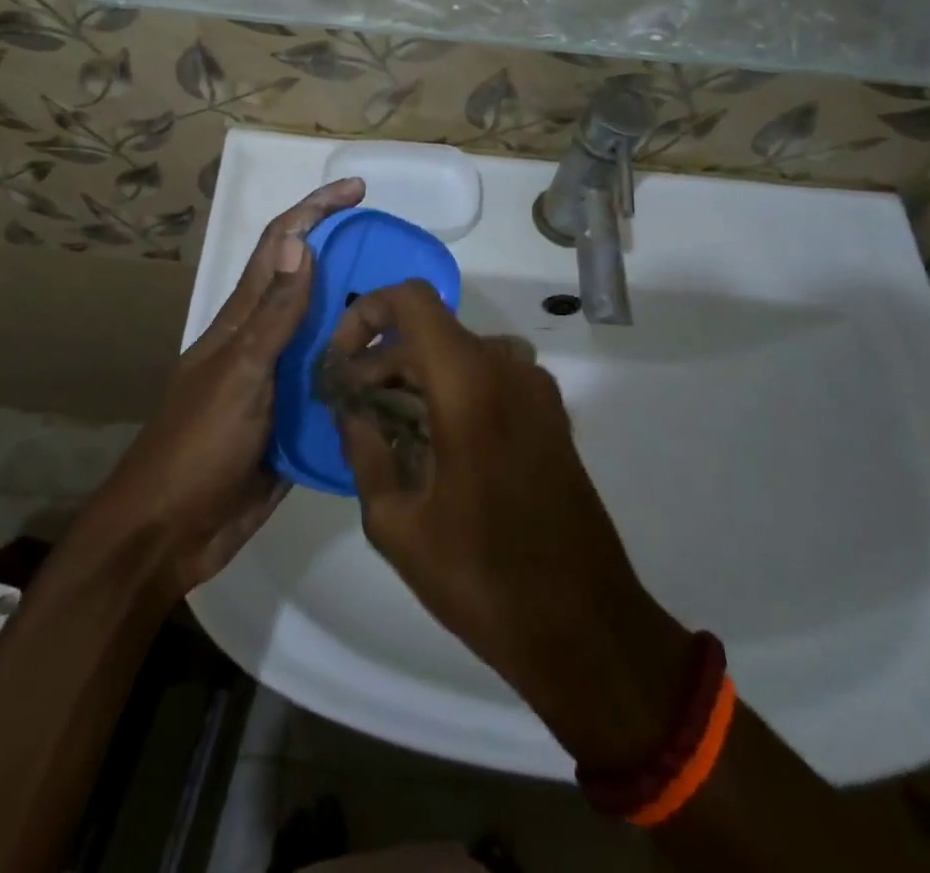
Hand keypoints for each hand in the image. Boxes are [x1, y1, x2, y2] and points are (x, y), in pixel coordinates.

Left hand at [78, 177, 365, 598]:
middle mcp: (265, 341)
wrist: (171, 533)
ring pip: (327, 334)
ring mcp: (279, 382)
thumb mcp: (240, 372)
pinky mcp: (294, 421)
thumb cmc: (198, 445)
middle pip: (309, 284)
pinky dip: (362, 373)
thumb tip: (300, 240)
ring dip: (361, 315)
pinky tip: (398, 375)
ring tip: (410, 310)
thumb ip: (274, 313)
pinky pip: (334, 386)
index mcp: (244, 319)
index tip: (357, 191)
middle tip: (400, 253)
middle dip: (349, 257)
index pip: (280, 246)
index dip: (314, 211)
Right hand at [330, 282, 691, 771]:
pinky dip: (453, 390)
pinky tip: (434, 443)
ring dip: (417, 376)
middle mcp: (508, 368)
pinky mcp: (551, 415)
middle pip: (431, 332)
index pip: (411, 300)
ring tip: (388, 428)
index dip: (367, 313)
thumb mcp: (396, 524)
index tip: (342, 361)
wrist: (586, 628)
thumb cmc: (483, 576)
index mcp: (469, 383)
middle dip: (383, 359)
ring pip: (460, 354)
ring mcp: (537, 390)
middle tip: (352, 409)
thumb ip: (365, 451)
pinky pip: (491, 377)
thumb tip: (353, 413)